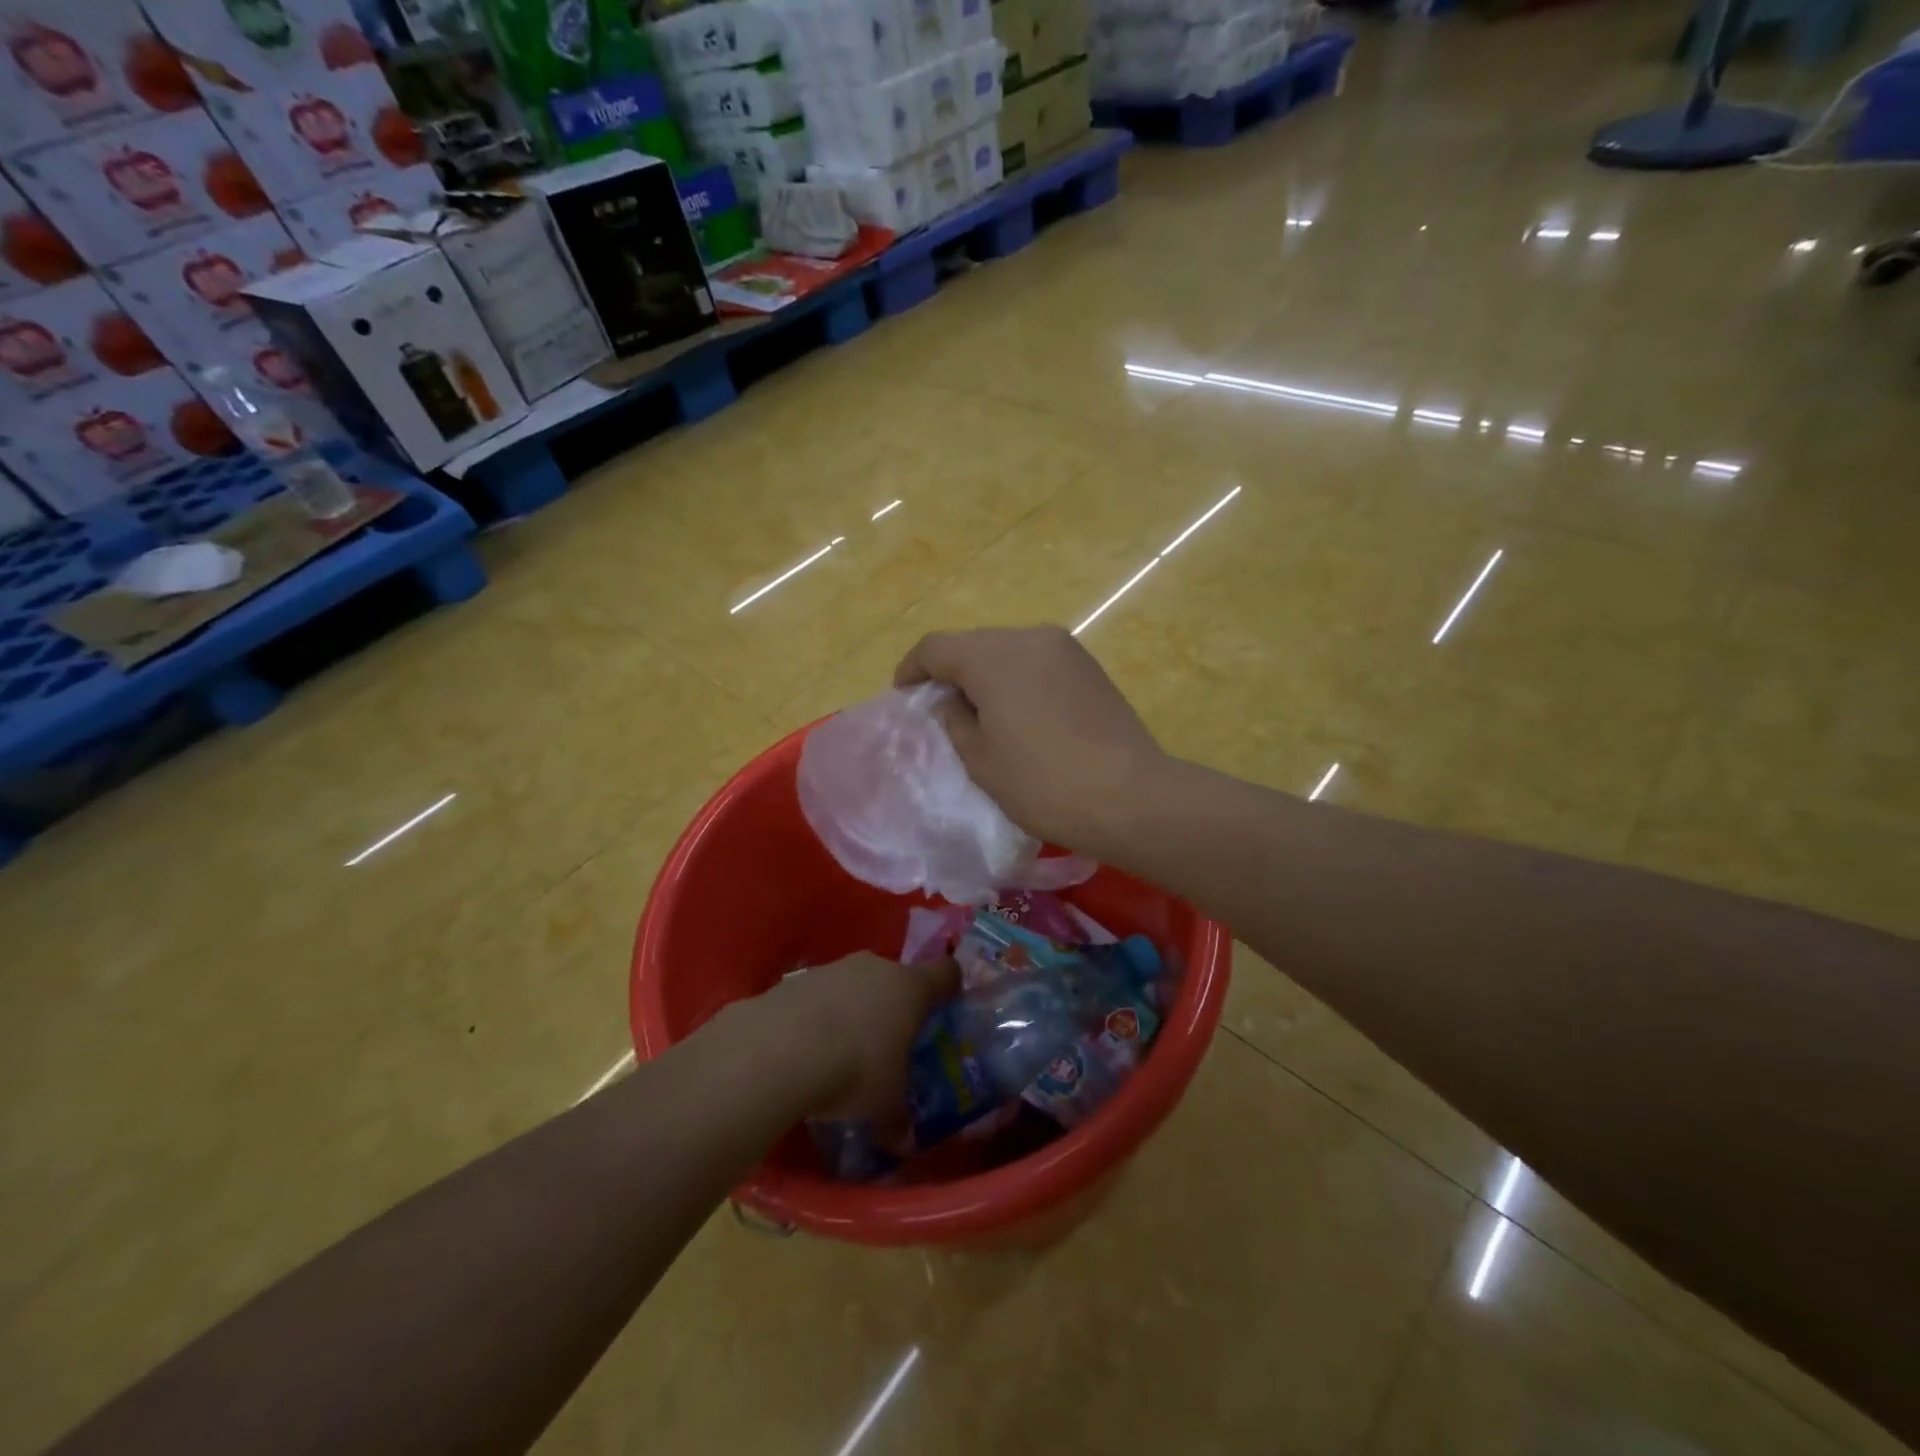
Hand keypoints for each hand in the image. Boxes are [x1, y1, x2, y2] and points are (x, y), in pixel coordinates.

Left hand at [758, 953, 958, 1120]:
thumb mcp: (885, 1105)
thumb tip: (902, 1140)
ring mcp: (833, 968)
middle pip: (895, 978)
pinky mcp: (795, 980)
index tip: (948, 1004)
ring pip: (854, 985)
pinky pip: (818, 996)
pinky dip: (818, 1017)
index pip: (945, 973)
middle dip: (894, 1006)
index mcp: (910, 988)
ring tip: (842, 1052)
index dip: (949, 986)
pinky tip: (806, 1050)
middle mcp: (875, 968)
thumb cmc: (855, 1069)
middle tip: (889, 1043)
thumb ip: (898, 1118)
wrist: (778, 1049)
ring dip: (853, 1010)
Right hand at [894, 625, 1169, 856]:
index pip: (936, 647)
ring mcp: (1064, 648)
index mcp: (992, 657)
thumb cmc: (1043, 784)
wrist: (1129, 796)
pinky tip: (1020, 711)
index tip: (904, 694)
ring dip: (986, 673)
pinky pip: (1037, 660)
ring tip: (981, 711)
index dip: (912, 669)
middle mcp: (1028, 637)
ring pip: (1007, 649)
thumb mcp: (981, 760)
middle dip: (951, 670)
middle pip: (973, 643)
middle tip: (940, 707)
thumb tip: (952, 700)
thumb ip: (955, 721)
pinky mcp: (1088, 665)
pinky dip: (1018, 677)